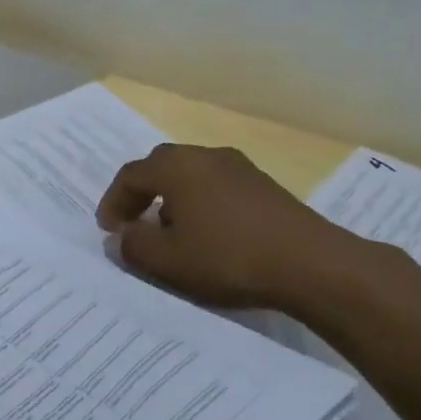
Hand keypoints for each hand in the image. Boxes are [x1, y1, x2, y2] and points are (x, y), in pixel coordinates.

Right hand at [96, 143, 367, 314]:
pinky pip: (217, 186)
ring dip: (172, 199)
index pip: (130, 175)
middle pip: (161, 167)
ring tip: (170, 234)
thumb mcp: (167, 261)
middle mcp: (206, 155)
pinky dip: (201, 203)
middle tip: (133, 224)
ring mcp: (239, 167)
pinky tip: (209, 235)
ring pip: (191, 176)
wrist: (312, 264)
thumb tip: (119, 236)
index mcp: (177, 167)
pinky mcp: (264, 185)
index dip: (112, 202)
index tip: (108, 230)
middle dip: (141, 194)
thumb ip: (133, 245)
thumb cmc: (228, 258)